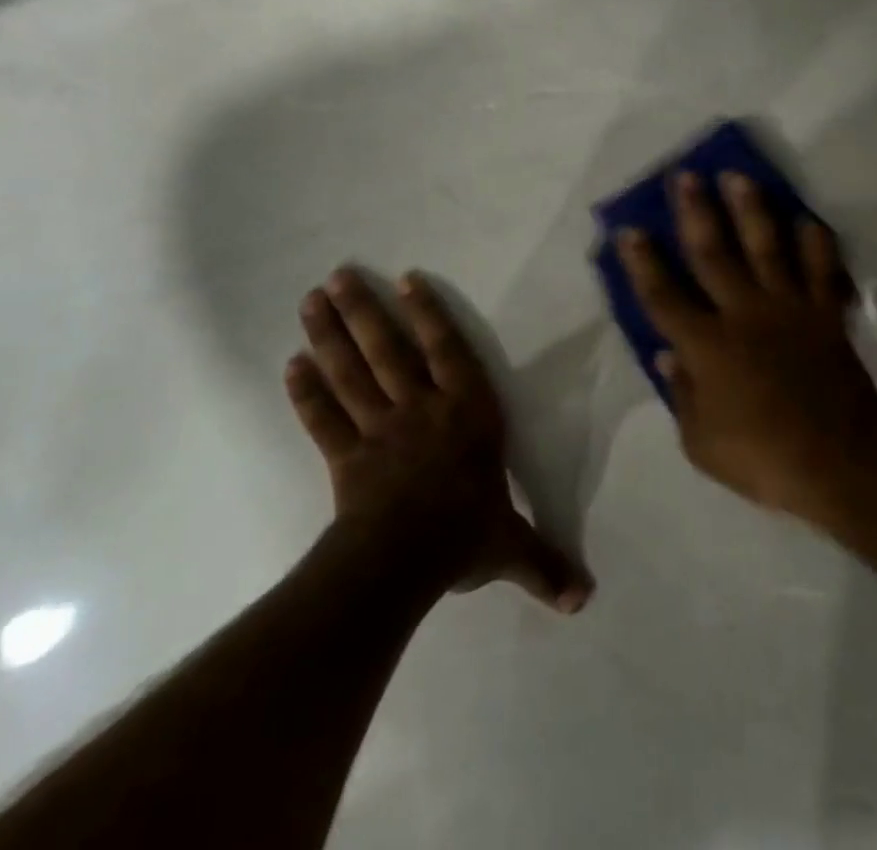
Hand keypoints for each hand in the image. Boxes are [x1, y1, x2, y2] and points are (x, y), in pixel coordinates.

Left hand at [286, 269, 593, 612]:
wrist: (403, 561)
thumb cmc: (465, 535)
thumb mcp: (512, 545)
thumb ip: (544, 562)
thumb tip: (585, 601)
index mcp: (466, 412)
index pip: (448, 352)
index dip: (428, 314)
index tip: (405, 279)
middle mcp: (421, 408)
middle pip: (387, 351)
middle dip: (363, 311)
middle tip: (337, 275)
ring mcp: (379, 429)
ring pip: (352, 374)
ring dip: (330, 336)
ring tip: (311, 300)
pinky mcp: (346, 456)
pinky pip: (324, 419)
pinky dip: (307, 393)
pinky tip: (291, 365)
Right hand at [618, 171, 876, 523]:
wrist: (839, 462)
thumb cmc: (762, 457)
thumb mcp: (701, 443)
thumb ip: (682, 395)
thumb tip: (666, 355)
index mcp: (707, 346)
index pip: (664, 296)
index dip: (643, 262)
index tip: (630, 229)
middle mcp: (744, 314)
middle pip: (713, 253)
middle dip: (695, 212)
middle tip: (685, 176)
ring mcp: (788, 308)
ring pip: (766, 247)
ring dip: (751, 209)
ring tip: (739, 176)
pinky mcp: (825, 313)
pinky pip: (822, 269)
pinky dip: (817, 243)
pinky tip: (807, 218)